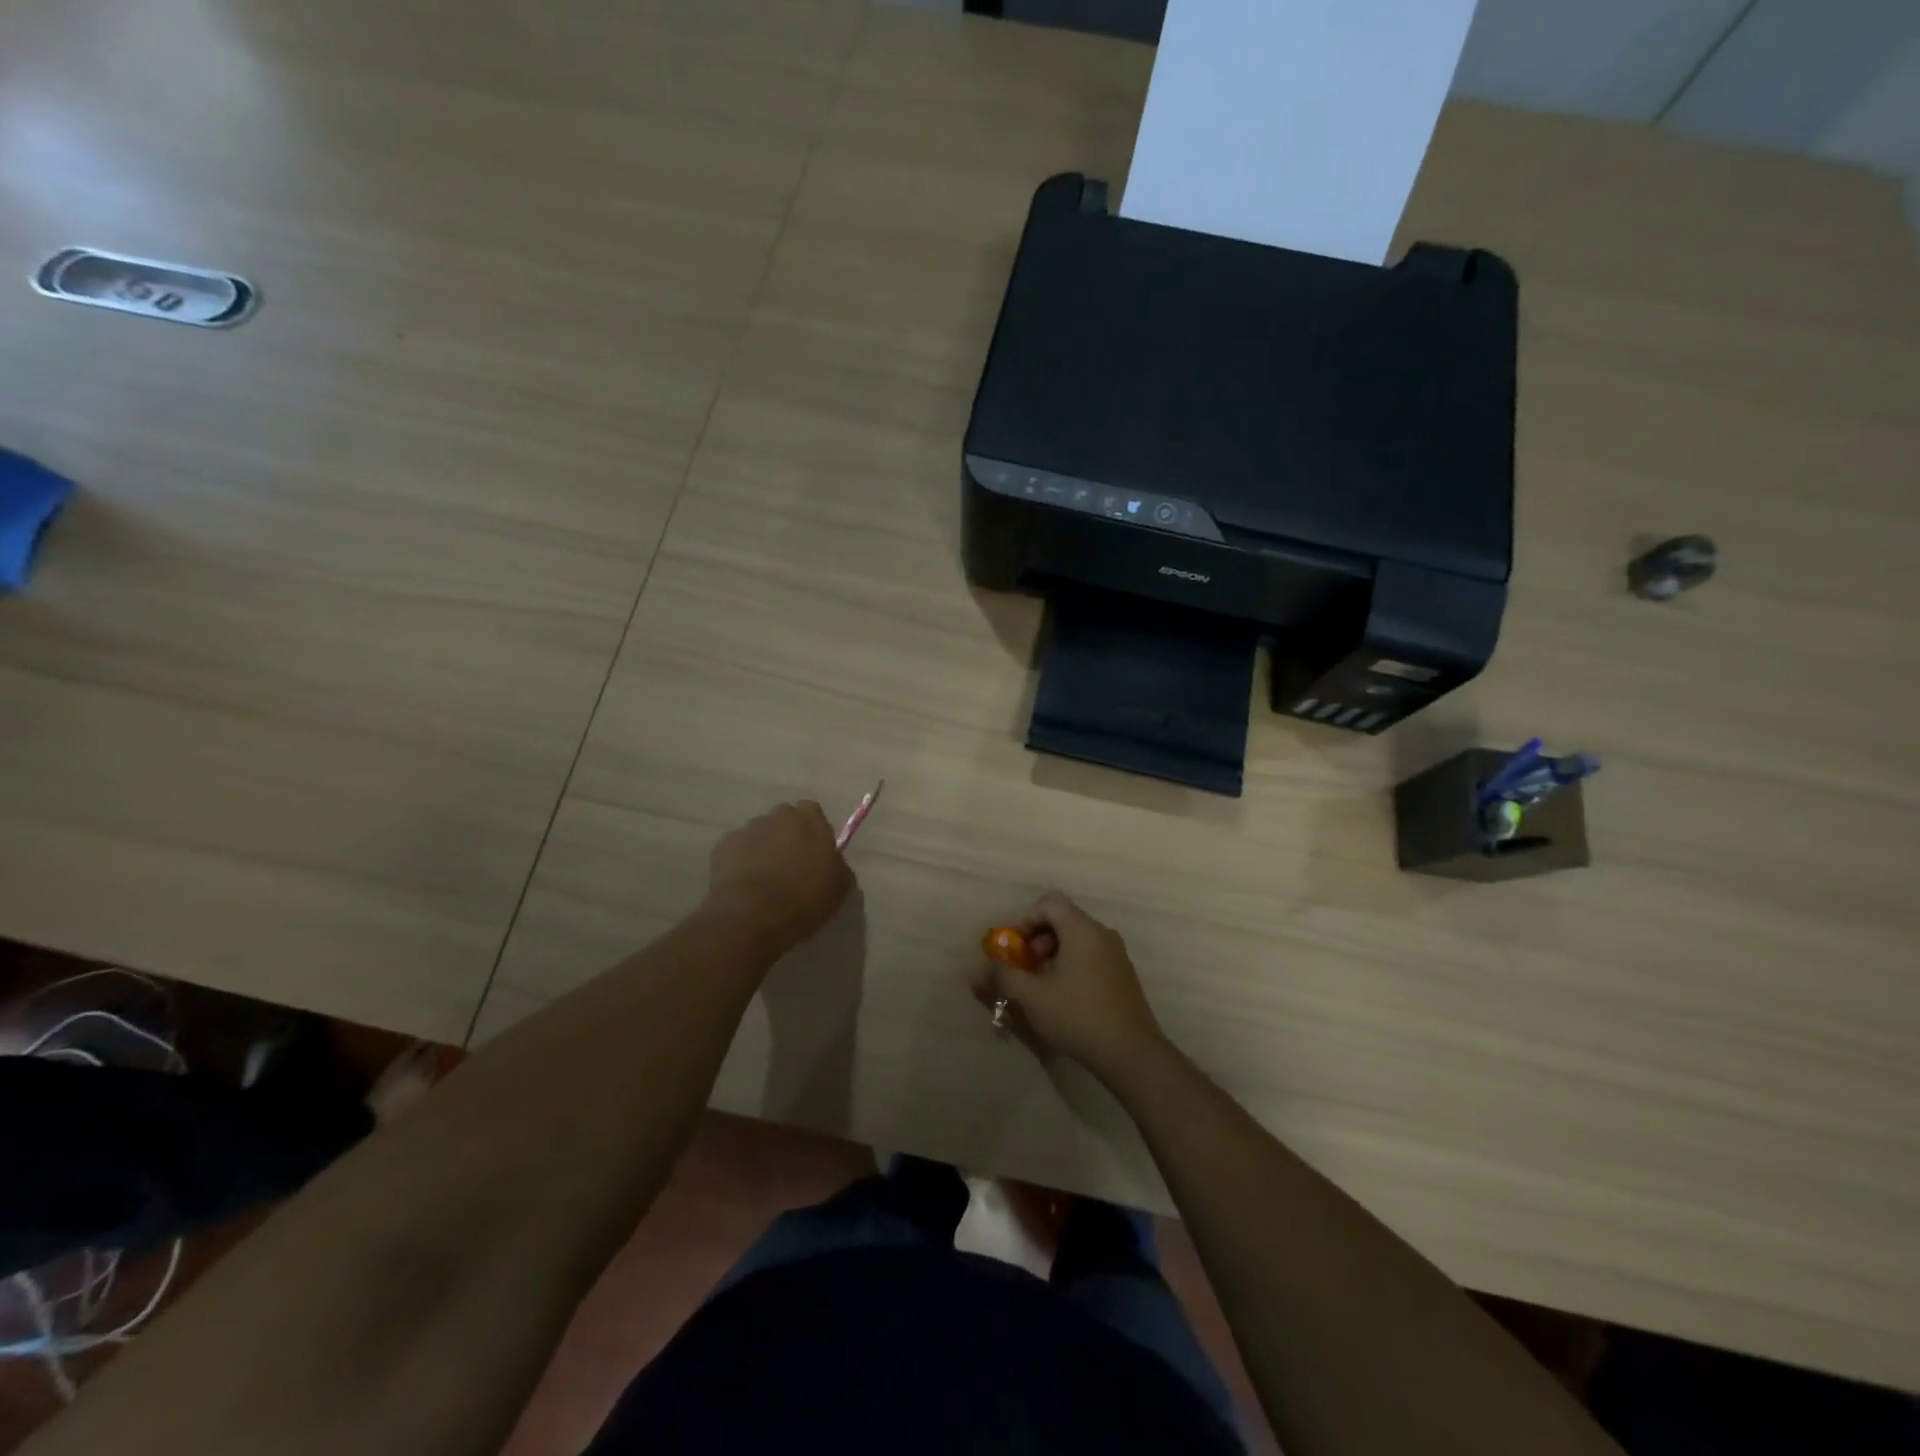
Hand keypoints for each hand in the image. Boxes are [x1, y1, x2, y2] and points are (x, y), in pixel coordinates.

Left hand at [705, 801, 853, 954]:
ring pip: (759, 833)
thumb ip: (838, 865)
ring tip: (764, 878)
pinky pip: (737, 850)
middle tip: (790, 864)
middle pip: (783, 818)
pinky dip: (741, 861)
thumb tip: (832, 863)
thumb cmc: (805, 898)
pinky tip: (745, 884)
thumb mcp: (840, 886)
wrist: (754, 916)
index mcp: (810, 820)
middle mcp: (778, 817)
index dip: (813, 829)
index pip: (812, 811)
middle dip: (786, 835)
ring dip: (763, 847)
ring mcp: (747, 829)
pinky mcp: (722, 847)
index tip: (814, 851)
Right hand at [970, 892, 1164, 1083]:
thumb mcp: (1032, 996)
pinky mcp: (1122, 975)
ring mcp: (1116, 954)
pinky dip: (1069, 965)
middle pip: (1062, 920)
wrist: (1132, 1053)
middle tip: (1021, 967)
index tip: (1009, 946)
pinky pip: (1089, 956)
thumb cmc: (1078, 1016)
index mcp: (1082, 929)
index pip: (1048, 903)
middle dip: (1035, 939)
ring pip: (1076, 940)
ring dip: (1050, 955)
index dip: (1023, 919)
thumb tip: (981, 969)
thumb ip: (1004, 976)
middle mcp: (1102, 934)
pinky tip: (1061, 997)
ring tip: (1038, 985)